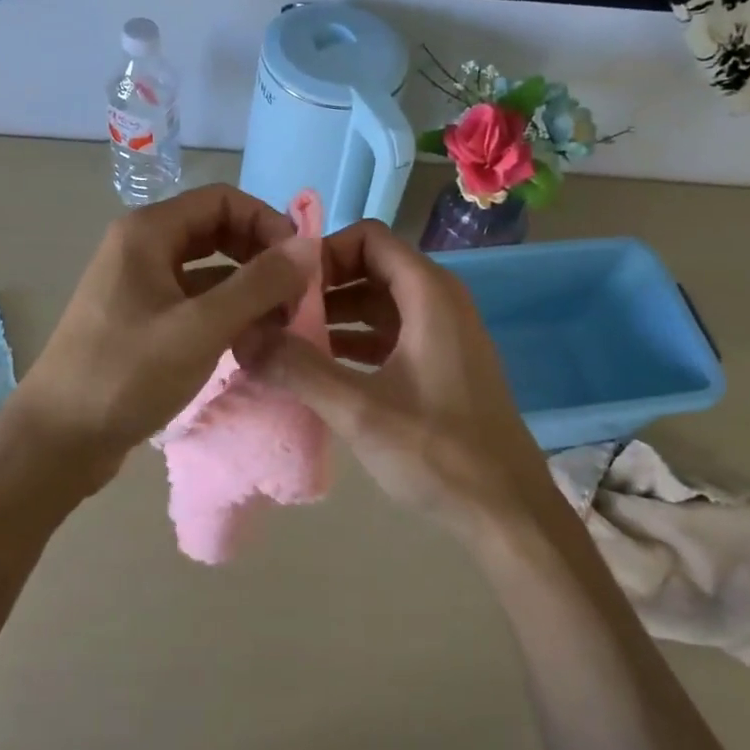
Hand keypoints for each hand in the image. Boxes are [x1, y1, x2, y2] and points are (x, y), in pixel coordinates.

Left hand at [7, 184, 304, 486]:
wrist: (58, 439)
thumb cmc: (127, 375)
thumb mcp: (200, 328)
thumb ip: (257, 284)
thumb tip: (308, 247)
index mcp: (148, 232)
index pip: (223, 200)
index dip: (267, 223)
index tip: (298, 266)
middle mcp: (141, 247)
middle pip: (217, 230)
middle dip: (260, 257)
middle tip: (294, 297)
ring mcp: (139, 285)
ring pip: (208, 269)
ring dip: (247, 288)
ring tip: (280, 324)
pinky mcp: (141, 320)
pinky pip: (194, 300)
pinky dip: (226, 313)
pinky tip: (250, 341)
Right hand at [239, 220, 555, 537]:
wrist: (507, 511)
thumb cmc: (438, 452)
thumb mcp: (360, 410)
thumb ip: (299, 368)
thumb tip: (242, 334)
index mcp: (429, 294)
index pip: (368, 238)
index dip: (323, 252)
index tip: (284, 286)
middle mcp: (440, 301)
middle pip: (372, 267)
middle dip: (322, 286)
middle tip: (275, 315)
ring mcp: (443, 334)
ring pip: (380, 303)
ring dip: (335, 315)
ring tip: (285, 342)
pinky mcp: (441, 365)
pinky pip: (391, 334)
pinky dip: (355, 341)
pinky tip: (319, 368)